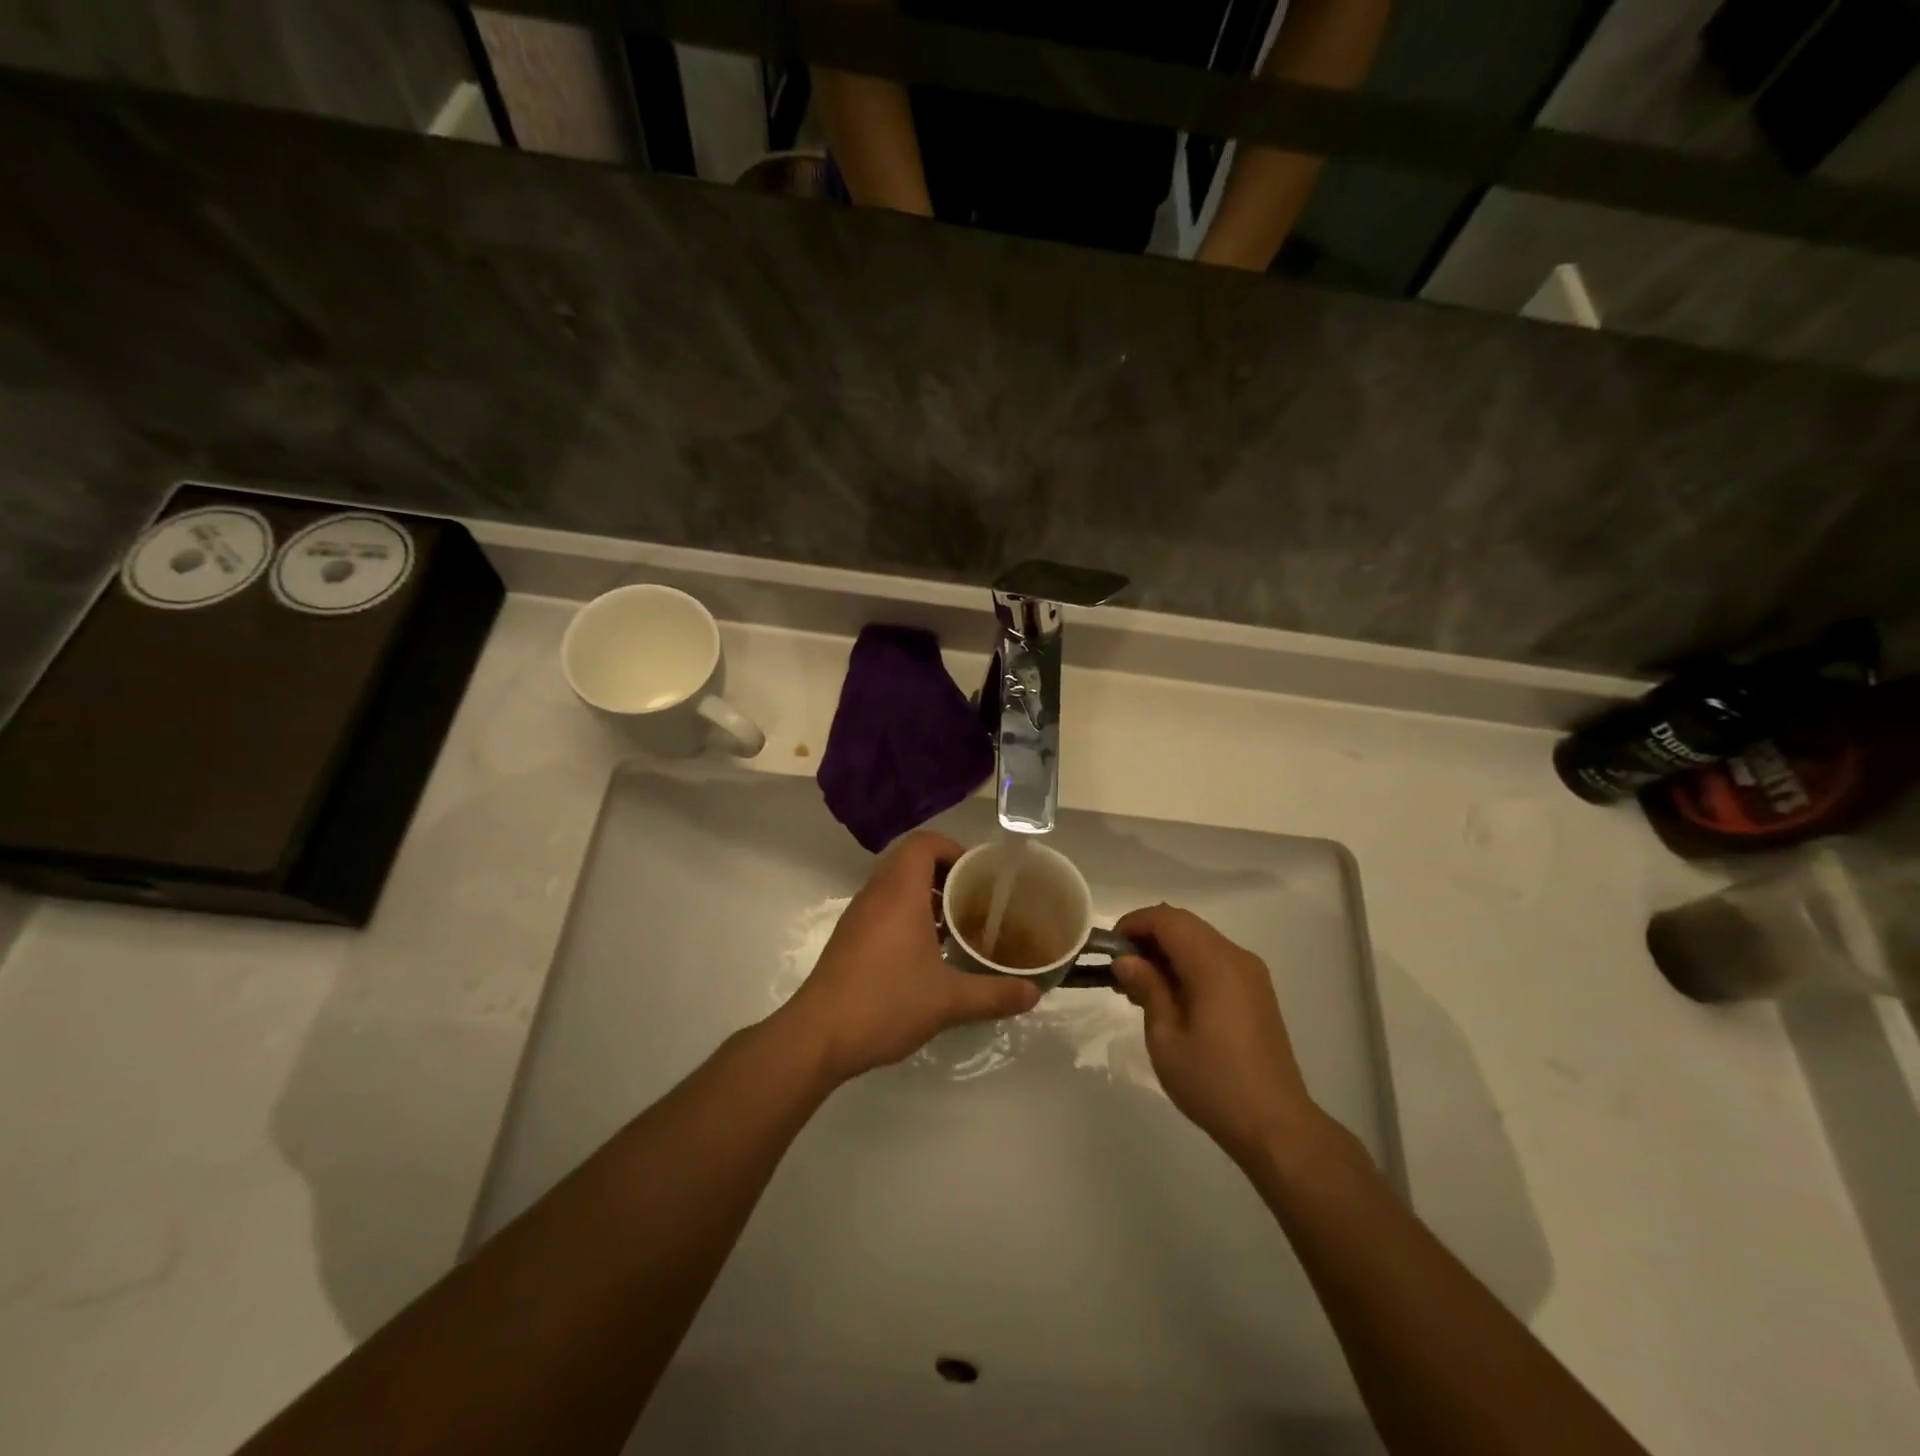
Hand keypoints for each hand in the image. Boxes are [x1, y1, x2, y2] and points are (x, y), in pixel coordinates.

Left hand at [778, 832, 1040, 1083]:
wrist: (818, 1036)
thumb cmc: (885, 1003)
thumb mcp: (948, 1001)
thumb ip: (994, 994)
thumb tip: (1034, 994)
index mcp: (900, 892)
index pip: (924, 843)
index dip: (953, 849)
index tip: (977, 874)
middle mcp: (876, 894)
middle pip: (910, 860)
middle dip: (944, 873)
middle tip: (973, 898)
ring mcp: (858, 915)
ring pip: (895, 885)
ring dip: (925, 895)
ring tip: (955, 925)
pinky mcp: (849, 937)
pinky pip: (882, 907)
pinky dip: (906, 914)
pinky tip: (927, 952)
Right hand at [1112, 904, 1319, 1164]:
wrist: (1275, 1126)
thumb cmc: (1213, 1082)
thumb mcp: (1166, 1038)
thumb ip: (1147, 989)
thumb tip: (1126, 959)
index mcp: (1214, 964)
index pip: (1167, 919)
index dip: (1134, 924)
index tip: (1109, 949)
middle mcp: (1236, 957)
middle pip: (1185, 924)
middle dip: (1148, 937)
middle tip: (1121, 970)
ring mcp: (1251, 974)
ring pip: (1200, 940)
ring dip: (1167, 951)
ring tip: (1140, 986)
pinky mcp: (1256, 992)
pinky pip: (1215, 960)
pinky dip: (1188, 964)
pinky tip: (1171, 997)